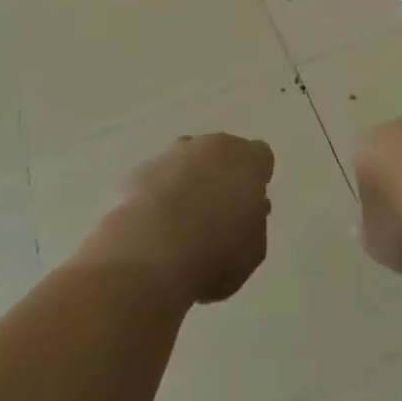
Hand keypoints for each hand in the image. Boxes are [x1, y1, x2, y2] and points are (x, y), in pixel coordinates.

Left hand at [83, 134, 274, 304]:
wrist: (149, 253)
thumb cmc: (214, 254)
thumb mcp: (252, 250)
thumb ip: (255, 223)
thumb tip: (249, 209)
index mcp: (246, 160)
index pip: (260, 156)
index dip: (257, 179)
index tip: (250, 204)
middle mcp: (210, 146)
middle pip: (222, 152)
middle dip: (222, 174)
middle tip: (218, 212)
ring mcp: (172, 153)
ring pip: (188, 160)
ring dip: (189, 180)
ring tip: (183, 221)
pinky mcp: (141, 169)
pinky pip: (159, 176)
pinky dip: (160, 192)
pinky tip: (157, 224)